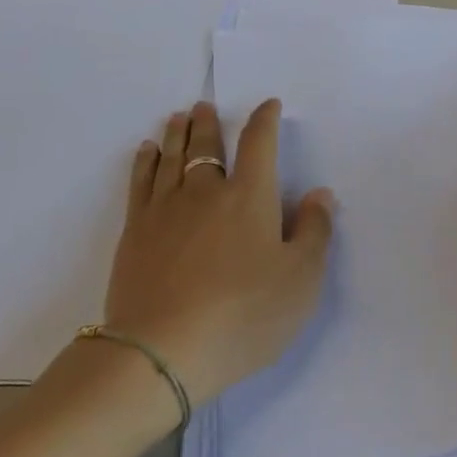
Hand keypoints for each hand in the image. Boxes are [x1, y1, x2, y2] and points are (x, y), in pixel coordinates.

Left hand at [104, 100, 334, 404]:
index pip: (259, 144)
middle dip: (209, 123)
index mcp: (250, 197)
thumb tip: (320, 193)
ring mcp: (165, 210)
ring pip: (172, 158)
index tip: (269, 106)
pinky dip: (146, 162)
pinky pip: (140, 182)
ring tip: (178, 118)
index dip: (265, 120)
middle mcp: (206, 192)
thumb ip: (315, 232)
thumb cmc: (244, 314)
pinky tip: (147, 153)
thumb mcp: (301, 280)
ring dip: (178, 134)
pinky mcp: (135, 233)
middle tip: (204, 107)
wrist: (163, 351)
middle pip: (207, 146)